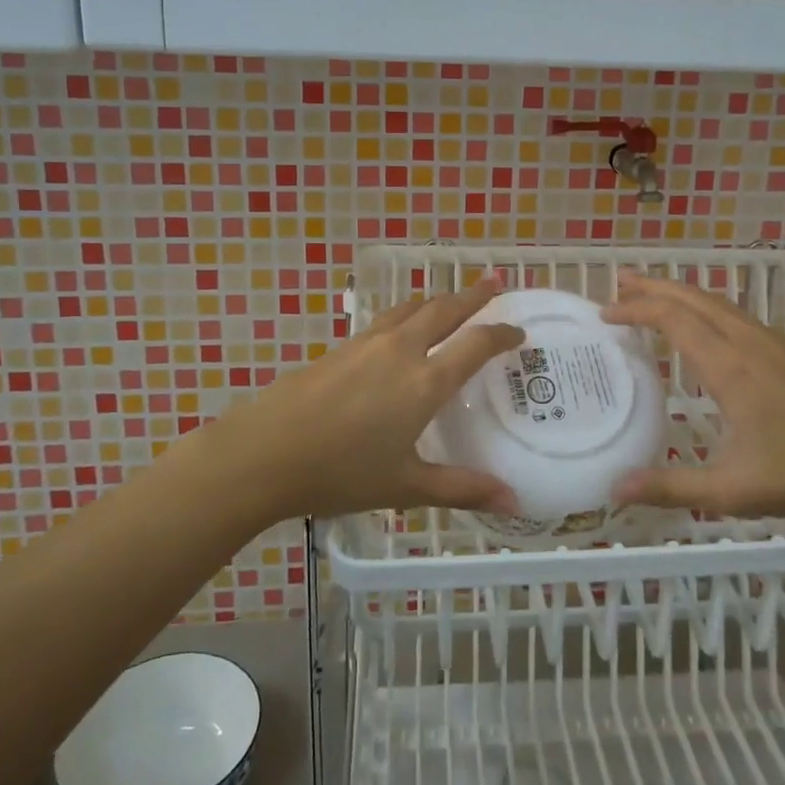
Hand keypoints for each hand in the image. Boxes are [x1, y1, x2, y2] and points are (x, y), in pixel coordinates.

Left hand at [196, 277, 525, 519]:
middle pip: (445, 309)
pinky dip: (408, 312)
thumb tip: (514, 502)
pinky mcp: (341, 347)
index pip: (476, 343)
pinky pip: (387, 318)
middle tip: (495, 281)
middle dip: (474, 294)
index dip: (502, 333)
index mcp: (426, 381)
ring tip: (451, 297)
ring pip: (412, 307)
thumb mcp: (406, 486)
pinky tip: (401, 326)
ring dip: (438, 298)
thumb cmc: (341, 472)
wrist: (265, 451)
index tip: (519, 330)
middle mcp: (402, 350)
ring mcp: (368, 343)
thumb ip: (462, 489)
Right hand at [603, 273, 784, 517]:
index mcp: (730, 367)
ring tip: (656, 295)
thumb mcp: (729, 490)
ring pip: (722, 304)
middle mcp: (751, 343)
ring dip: (684, 294)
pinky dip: (713, 310)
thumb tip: (613, 489)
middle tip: (620, 281)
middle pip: (695, 298)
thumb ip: (670, 487)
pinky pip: (744, 318)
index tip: (606, 314)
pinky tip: (712, 329)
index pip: (674, 319)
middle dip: (654, 286)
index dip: (636, 310)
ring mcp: (779, 344)